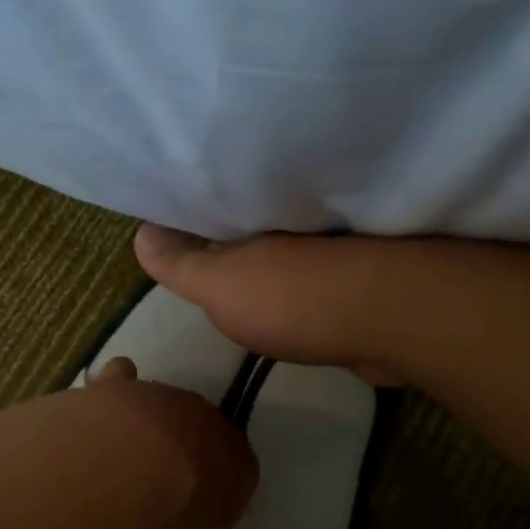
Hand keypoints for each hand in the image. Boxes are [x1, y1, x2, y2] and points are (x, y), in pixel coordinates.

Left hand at [89, 357, 256, 528]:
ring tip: (124, 459)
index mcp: (236, 457)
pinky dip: (115, 392)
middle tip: (163, 483)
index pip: (242, 470)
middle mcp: (205, 417)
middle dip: (188, 452)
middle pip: (201, 431)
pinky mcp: (119, 384)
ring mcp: (162, 394)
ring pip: (162, 406)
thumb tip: (183, 523)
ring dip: (150, 428)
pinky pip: (121, 379)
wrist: (124, 465)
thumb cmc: (168, 512)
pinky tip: (103, 411)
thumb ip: (193, 528)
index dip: (225, 492)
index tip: (205, 513)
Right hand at [133, 224, 412, 384]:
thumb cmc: (293, 298)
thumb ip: (182, 264)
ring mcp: (331, 252)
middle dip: (231, 236)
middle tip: (200, 252)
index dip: (193, 213)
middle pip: (253, 227)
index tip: (171, 220)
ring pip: (288, 254)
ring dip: (271, 263)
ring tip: (238, 278)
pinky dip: (303, 287)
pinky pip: (318, 279)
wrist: (390, 323)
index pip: (216, 205)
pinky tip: (291, 304)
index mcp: (258, 217)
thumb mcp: (220, 285)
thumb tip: (139, 233)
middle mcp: (295, 225)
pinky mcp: (358, 283)